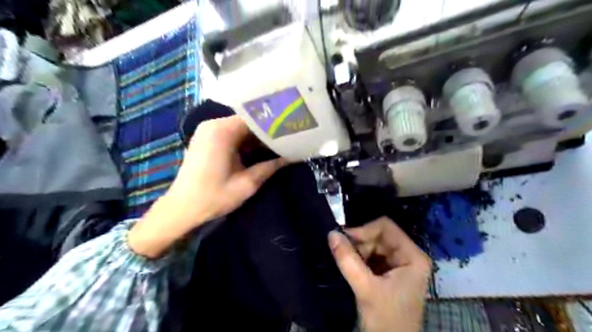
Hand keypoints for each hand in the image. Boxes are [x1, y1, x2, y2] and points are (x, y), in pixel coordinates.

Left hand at [130, 116, 286, 257]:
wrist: (181, 208)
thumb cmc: (213, 197)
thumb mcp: (247, 183)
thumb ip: (271, 167)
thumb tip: (293, 157)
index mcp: (222, 131)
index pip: (255, 118)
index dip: (275, 124)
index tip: (292, 130)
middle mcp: (213, 125)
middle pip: (248, 121)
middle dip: (268, 131)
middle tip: (289, 139)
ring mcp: (208, 131)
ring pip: (241, 128)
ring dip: (257, 137)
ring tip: (279, 144)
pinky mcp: (206, 139)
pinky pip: (231, 134)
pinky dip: (246, 141)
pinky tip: (260, 150)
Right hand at [328, 217, 429, 331]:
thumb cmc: (386, 320)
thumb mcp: (366, 289)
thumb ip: (348, 260)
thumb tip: (331, 233)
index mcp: (412, 256)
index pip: (386, 227)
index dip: (364, 230)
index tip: (343, 239)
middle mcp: (407, 256)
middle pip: (378, 236)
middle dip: (359, 243)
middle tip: (340, 251)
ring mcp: (398, 265)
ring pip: (372, 245)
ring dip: (357, 251)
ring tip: (344, 261)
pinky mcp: (388, 273)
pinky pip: (371, 257)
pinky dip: (358, 259)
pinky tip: (349, 266)